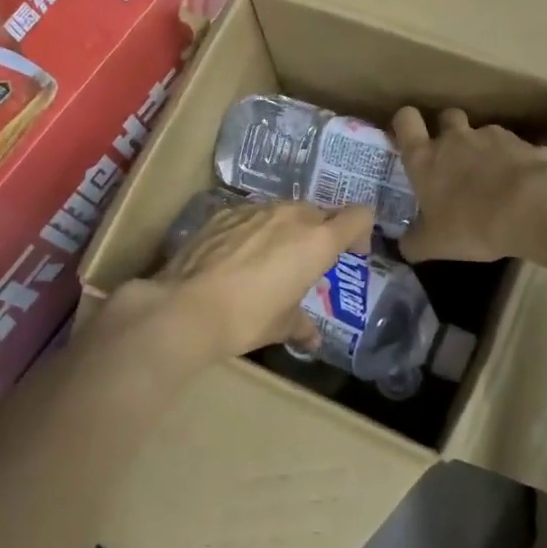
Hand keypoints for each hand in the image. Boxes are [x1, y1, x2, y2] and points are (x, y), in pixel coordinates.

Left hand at [145, 199, 373, 360]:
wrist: (186, 307)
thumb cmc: (247, 317)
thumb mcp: (281, 325)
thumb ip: (301, 325)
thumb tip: (310, 338)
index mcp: (318, 241)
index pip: (358, 216)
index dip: (360, 232)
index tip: (351, 254)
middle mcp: (291, 216)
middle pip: (319, 213)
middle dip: (319, 235)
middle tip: (307, 264)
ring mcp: (255, 209)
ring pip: (283, 211)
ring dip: (286, 231)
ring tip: (269, 260)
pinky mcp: (224, 212)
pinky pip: (252, 215)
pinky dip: (254, 230)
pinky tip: (237, 257)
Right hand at [392, 107, 546, 262]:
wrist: (534, 207)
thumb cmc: (472, 224)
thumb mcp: (435, 245)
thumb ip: (415, 242)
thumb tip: (404, 245)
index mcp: (425, 158)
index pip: (406, 121)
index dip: (405, 124)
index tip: (410, 136)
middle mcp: (455, 139)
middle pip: (446, 116)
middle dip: (448, 130)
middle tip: (452, 157)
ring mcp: (492, 137)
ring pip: (481, 132)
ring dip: (482, 148)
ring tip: (492, 177)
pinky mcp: (525, 143)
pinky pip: (513, 147)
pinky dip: (513, 160)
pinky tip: (520, 185)